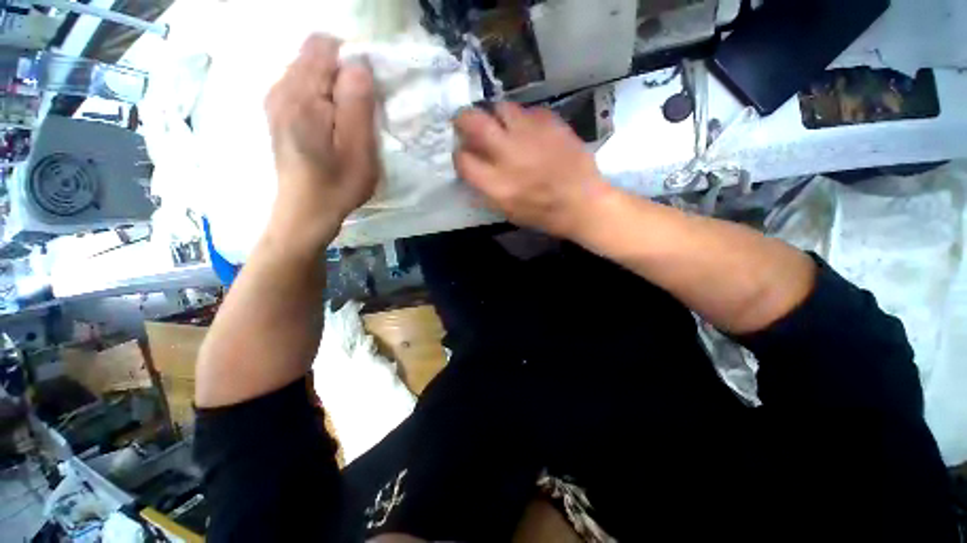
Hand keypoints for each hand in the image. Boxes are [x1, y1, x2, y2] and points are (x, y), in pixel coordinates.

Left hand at [264, 34, 378, 252]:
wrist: (306, 211)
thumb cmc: (337, 185)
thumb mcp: (359, 149)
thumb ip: (357, 103)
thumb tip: (359, 64)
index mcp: (301, 95)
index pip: (325, 45)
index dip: (352, 61)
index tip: (367, 93)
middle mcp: (280, 88)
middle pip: (315, 55)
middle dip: (343, 75)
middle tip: (359, 112)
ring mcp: (275, 99)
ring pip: (310, 71)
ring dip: (334, 89)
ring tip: (346, 122)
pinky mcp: (277, 112)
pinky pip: (303, 87)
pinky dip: (323, 97)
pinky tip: (331, 125)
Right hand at [453, 103, 610, 239]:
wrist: (581, 202)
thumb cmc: (542, 213)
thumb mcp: (506, 210)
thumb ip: (486, 187)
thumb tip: (473, 164)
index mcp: (496, 184)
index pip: (462, 159)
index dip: (459, 154)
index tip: (463, 152)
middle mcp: (507, 154)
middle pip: (473, 122)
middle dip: (463, 119)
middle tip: (466, 122)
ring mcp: (529, 134)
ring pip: (500, 108)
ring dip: (495, 116)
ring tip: (502, 125)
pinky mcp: (549, 122)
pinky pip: (527, 111)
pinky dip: (523, 119)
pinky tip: (530, 131)